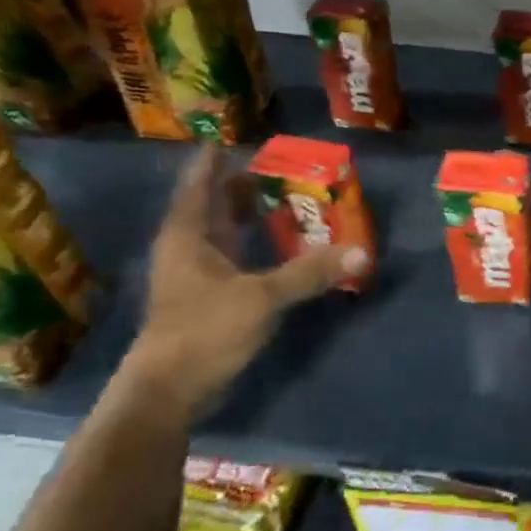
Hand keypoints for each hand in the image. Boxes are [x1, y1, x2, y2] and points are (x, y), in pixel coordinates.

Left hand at [123, 146, 367, 414]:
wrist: (169, 391)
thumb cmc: (204, 330)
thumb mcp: (262, 297)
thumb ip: (310, 272)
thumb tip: (361, 252)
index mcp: (189, 235)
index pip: (199, 185)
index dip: (213, 161)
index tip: (230, 139)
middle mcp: (188, 249)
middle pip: (214, 206)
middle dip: (241, 186)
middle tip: (277, 167)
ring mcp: (196, 275)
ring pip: (224, 233)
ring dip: (250, 216)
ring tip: (284, 198)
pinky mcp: (209, 298)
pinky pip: (235, 257)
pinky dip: (256, 246)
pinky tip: (280, 245)